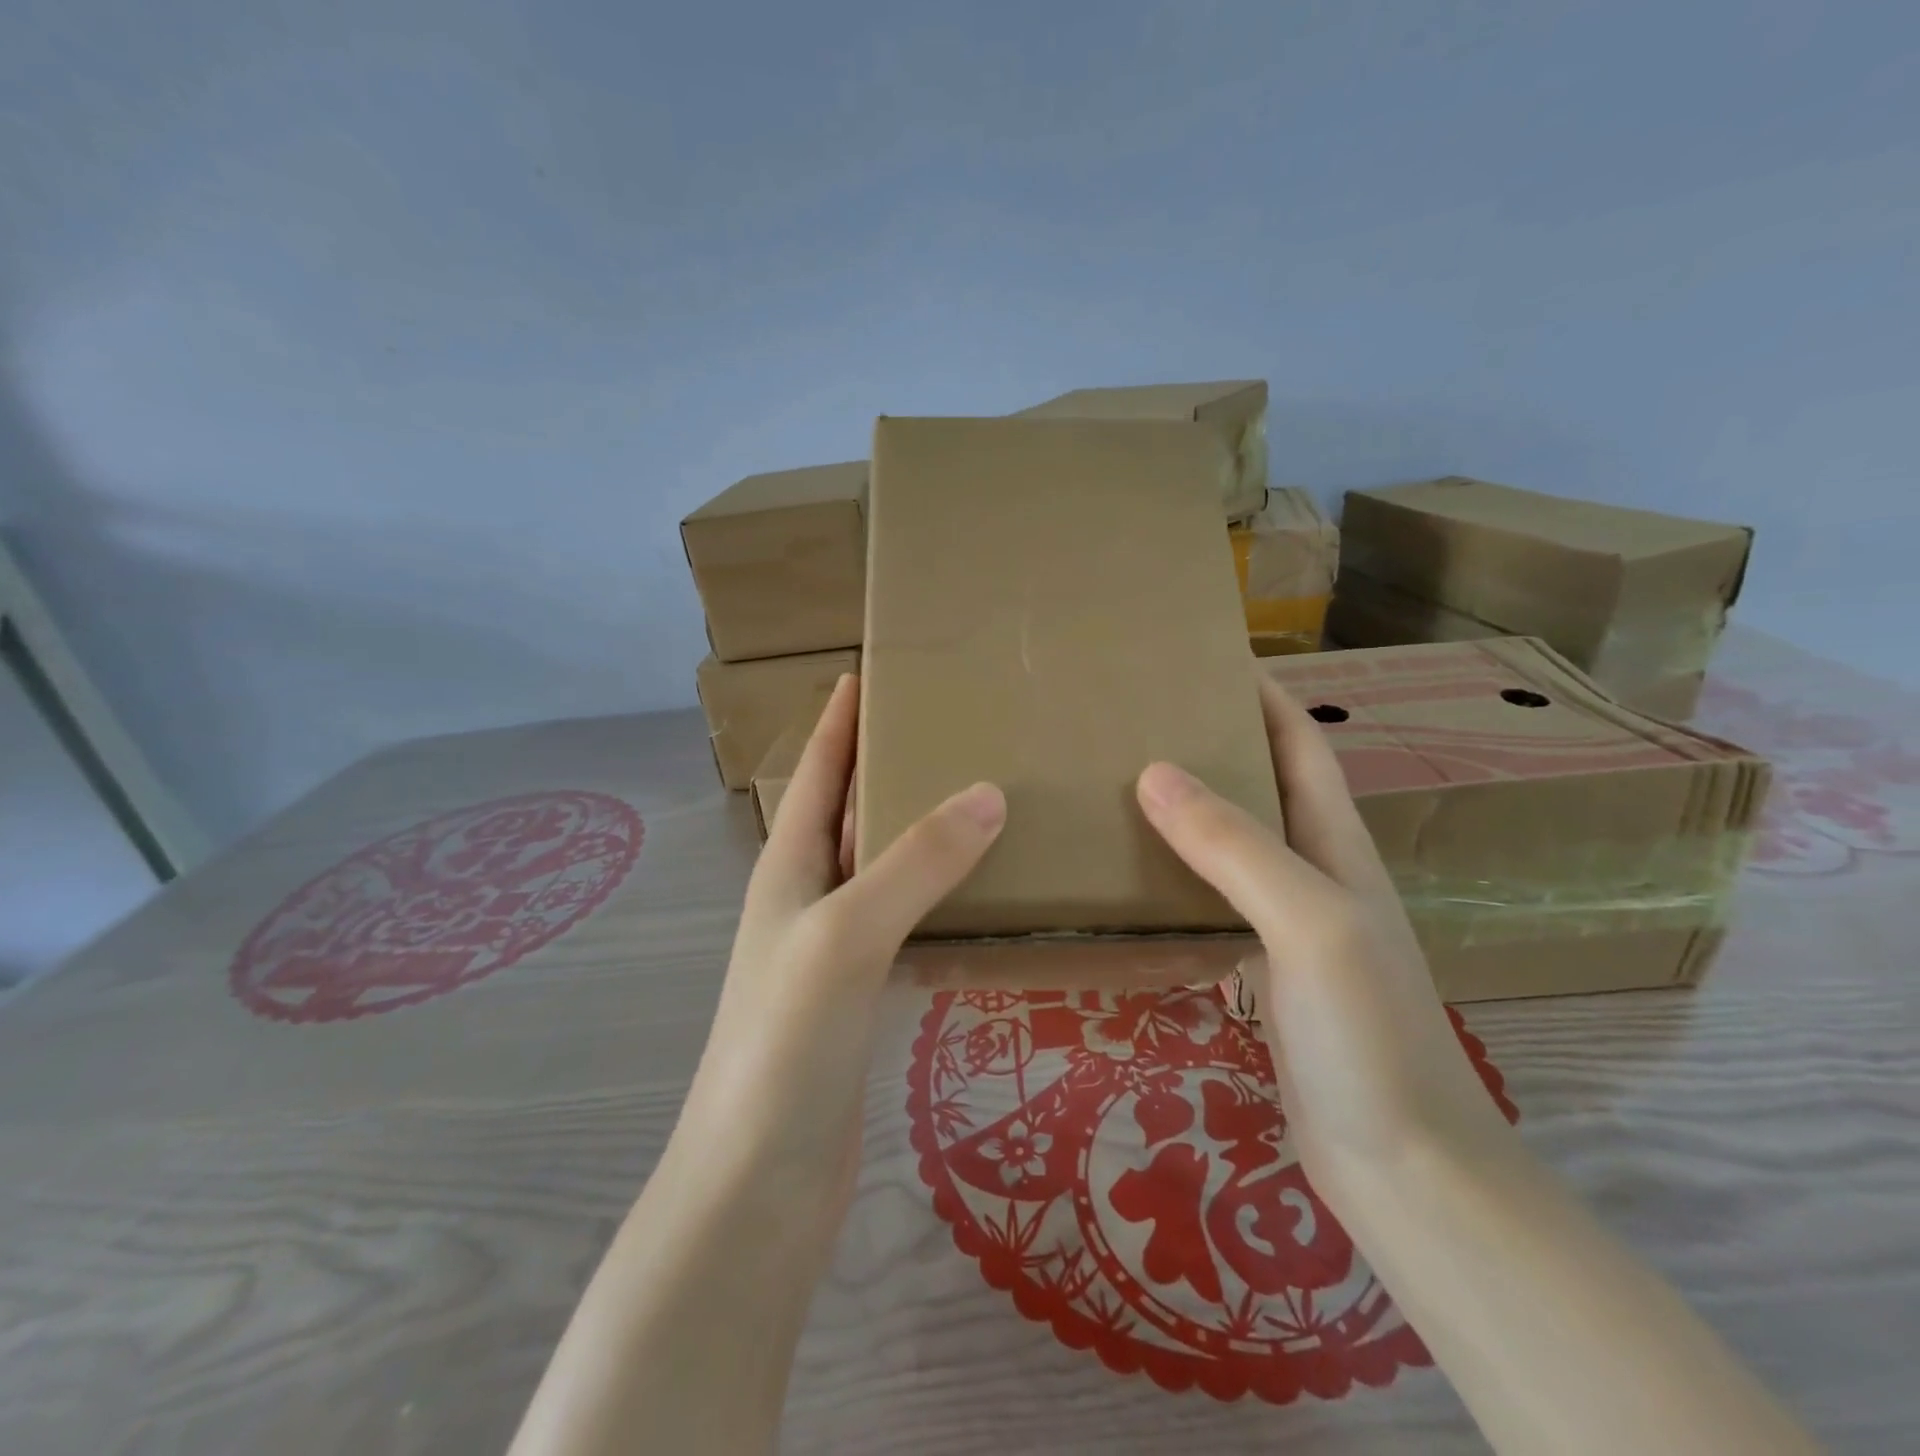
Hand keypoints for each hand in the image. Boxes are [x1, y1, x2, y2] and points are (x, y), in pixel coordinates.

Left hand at [674, 673, 1005, 1231]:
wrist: (759, 1185)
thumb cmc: (785, 1045)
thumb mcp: (846, 934)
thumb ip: (914, 864)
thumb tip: (987, 792)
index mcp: (788, 867)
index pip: (816, 771)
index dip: (840, 720)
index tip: (873, 671)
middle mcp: (805, 898)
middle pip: (848, 811)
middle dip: (887, 764)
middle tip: (950, 727)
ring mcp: (832, 949)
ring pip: (881, 867)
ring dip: (918, 830)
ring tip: (979, 795)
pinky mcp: (861, 996)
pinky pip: (905, 922)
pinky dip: (937, 896)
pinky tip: (981, 893)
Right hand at [1135, 678, 1519, 1201]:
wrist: (1403, 1169)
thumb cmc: (1367, 1034)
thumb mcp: (1308, 925)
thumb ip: (1236, 847)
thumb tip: (1153, 771)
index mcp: (1335, 845)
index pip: (1299, 744)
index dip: (1261, 694)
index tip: (1203, 657)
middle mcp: (1314, 873)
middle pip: (1260, 785)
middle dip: (1210, 742)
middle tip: (1137, 719)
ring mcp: (1288, 924)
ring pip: (1232, 843)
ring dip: (1188, 808)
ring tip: (1119, 783)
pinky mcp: (1261, 969)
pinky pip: (1213, 899)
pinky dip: (1177, 874)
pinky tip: (1133, 876)